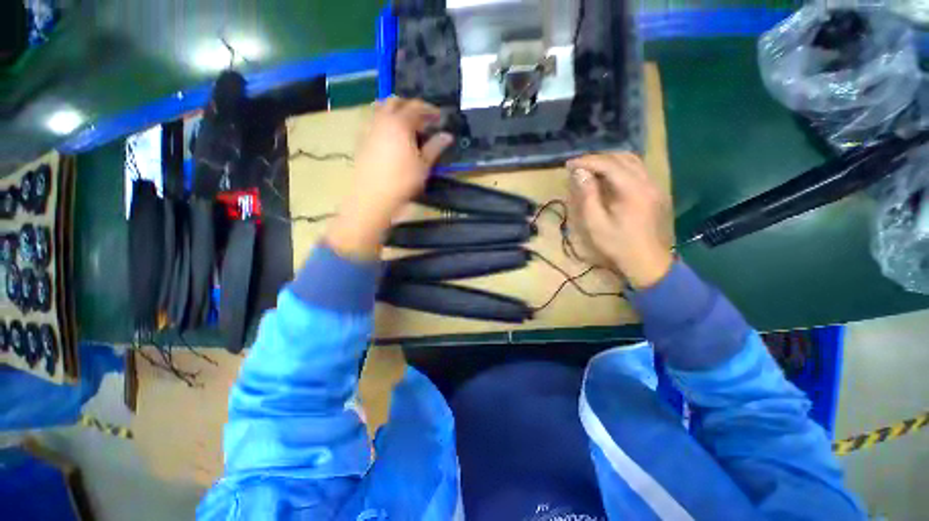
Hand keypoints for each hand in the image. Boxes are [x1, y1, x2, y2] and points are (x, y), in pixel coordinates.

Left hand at [327, 98, 453, 259]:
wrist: (372, 197)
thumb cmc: (402, 181)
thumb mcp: (424, 165)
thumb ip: (435, 147)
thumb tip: (448, 136)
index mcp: (400, 123)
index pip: (416, 107)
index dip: (430, 110)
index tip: (440, 117)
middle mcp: (382, 120)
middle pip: (395, 101)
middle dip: (410, 106)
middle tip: (422, 119)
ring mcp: (369, 129)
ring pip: (380, 109)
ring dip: (394, 111)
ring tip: (405, 126)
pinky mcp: (361, 140)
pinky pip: (373, 122)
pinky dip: (383, 122)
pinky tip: (390, 138)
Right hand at [567, 153, 673, 288]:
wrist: (648, 262)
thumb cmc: (618, 244)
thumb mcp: (596, 223)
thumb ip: (588, 195)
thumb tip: (579, 173)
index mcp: (633, 190)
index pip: (609, 164)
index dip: (587, 161)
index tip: (569, 164)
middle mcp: (648, 182)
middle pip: (623, 157)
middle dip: (598, 158)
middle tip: (578, 166)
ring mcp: (655, 186)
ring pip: (633, 161)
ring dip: (610, 161)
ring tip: (591, 168)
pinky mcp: (656, 192)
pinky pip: (638, 170)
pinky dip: (621, 168)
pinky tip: (609, 177)